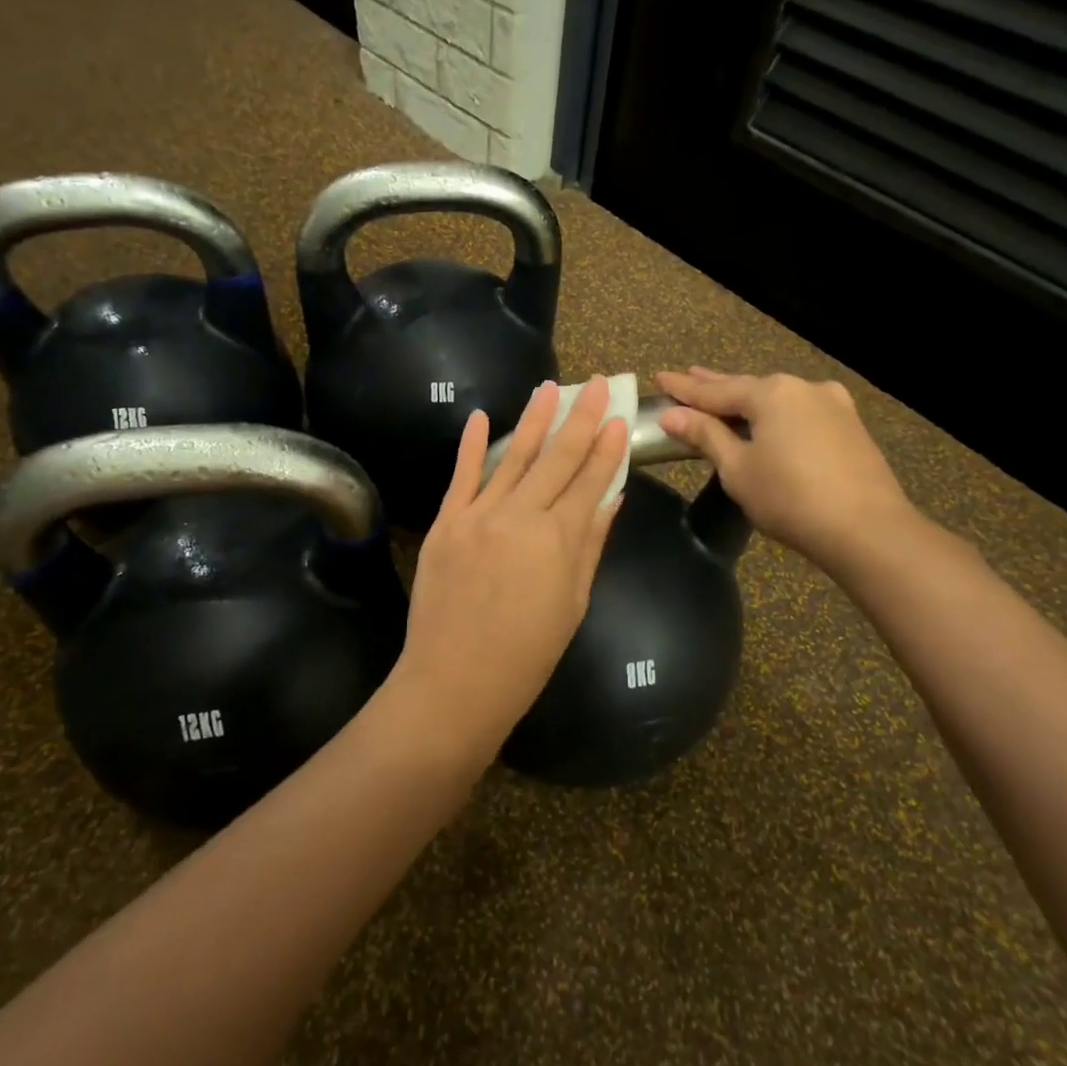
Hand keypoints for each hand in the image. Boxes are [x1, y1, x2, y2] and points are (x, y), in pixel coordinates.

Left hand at [387, 378, 629, 765]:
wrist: (454, 682)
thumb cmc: (526, 655)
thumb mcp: (572, 603)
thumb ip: (590, 545)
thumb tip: (610, 499)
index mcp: (559, 540)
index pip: (590, 481)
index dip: (607, 448)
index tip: (620, 418)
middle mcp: (521, 516)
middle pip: (557, 458)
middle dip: (581, 418)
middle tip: (598, 383)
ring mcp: (478, 515)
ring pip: (512, 456)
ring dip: (533, 419)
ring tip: (550, 387)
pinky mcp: (446, 522)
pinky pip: (462, 475)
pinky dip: (470, 444)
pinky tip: (480, 415)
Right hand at [654, 367, 914, 565]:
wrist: (868, 530)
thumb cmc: (790, 498)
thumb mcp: (737, 469)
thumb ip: (705, 436)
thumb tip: (672, 415)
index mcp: (771, 393)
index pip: (715, 390)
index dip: (684, 388)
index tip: (660, 377)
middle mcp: (803, 388)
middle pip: (747, 387)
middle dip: (715, 386)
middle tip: (687, 378)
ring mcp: (832, 405)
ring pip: (777, 399)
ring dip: (747, 400)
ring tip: (723, 397)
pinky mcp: (850, 427)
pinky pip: (800, 413)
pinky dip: (775, 414)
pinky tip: (769, 418)